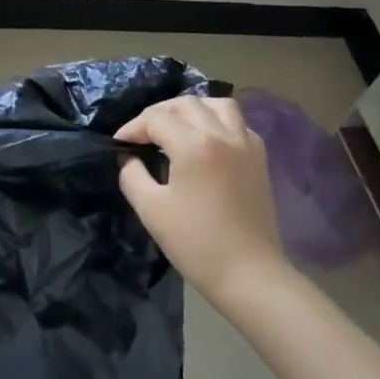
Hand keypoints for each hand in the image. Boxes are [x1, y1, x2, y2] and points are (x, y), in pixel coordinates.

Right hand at [115, 96, 287, 307]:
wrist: (249, 274)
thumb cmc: (196, 243)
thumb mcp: (151, 210)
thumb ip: (132, 176)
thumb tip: (128, 158)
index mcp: (194, 144)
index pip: (156, 119)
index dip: (133, 128)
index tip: (120, 143)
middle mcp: (222, 134)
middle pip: (186, 104)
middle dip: (159, 113)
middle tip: (143, 134)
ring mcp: (245, 143)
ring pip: (217, 105)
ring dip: (192, 109)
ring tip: (177, 126)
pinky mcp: (260, 158)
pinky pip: (238, 123)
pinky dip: (218, 121)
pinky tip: (208, 141)